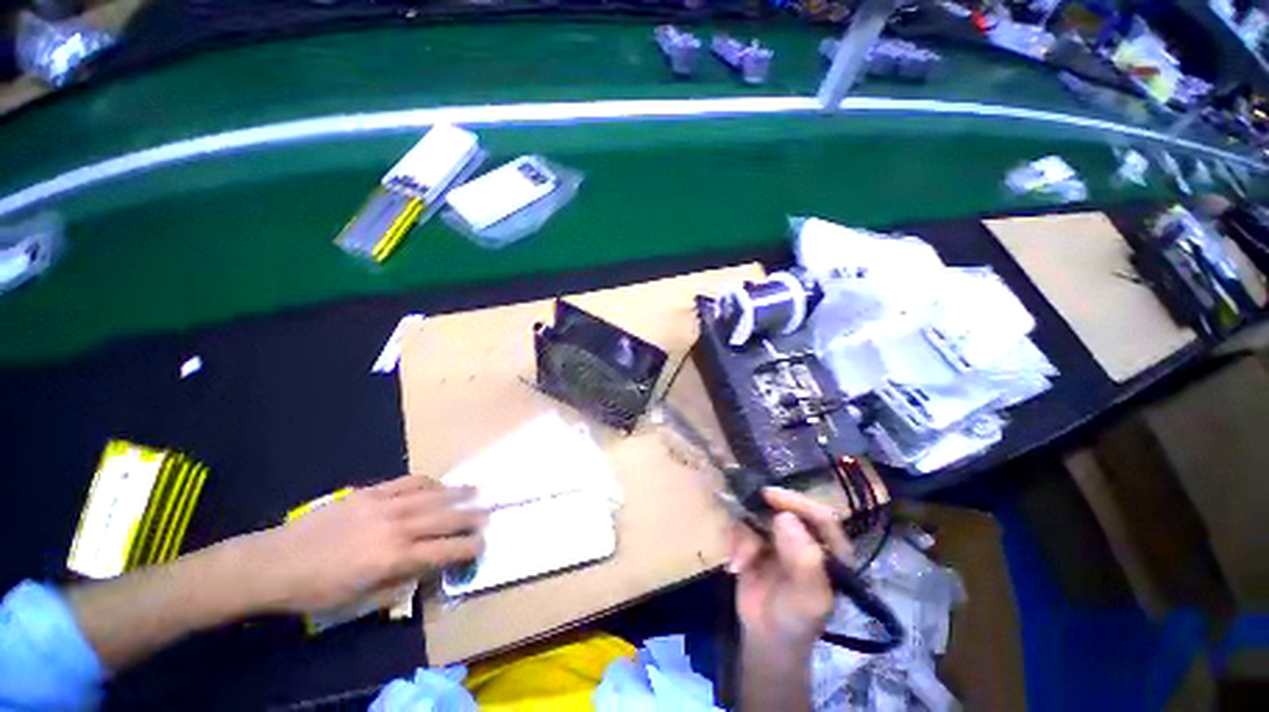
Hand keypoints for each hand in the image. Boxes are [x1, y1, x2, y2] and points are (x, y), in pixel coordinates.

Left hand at [239, 475, 485, 613]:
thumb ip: (397, 585)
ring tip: (475, 491)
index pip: (442, 550)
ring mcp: (383, 505)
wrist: (274, 563)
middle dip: (470, 517)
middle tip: (488, 514)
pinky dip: (428, 482)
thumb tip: (424, 571)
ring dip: (456, 493)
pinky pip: (407, 482)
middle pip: (444, 518)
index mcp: (392, 559)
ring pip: (431, 495)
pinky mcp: (370, 492)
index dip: (466, 548)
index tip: (482, 545)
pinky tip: (437, 484)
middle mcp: (396, 528)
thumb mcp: (358, 601)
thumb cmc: (315, 592)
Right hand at [728, 487, 852, 650]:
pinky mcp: (755, 539)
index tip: (769, 496)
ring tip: (740, 564)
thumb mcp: (808, 599)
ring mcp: (778, 536)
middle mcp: (805, 536)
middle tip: (744, 517)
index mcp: (831, 549)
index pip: (820, 516)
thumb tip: (785, 517)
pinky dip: (734, 543)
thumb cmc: (795, 621)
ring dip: (744, 538)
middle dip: (760, 516)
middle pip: (784, 508)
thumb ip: (804, 561)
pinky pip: (740, 526)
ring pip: (757, 515)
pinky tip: (734, 566)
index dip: (797, 502)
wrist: (765, 637)